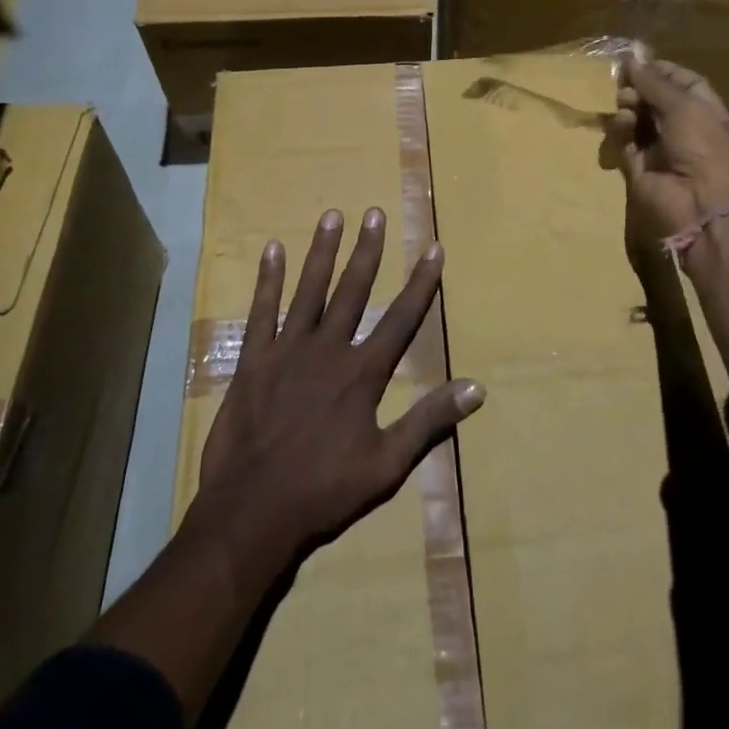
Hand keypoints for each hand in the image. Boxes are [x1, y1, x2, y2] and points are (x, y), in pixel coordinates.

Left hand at [194, 208, 485, 566]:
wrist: (252, 514)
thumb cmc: (324, 492)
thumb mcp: (387, 465)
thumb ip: (429, 421)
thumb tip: (477, 389)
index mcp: (362, 374)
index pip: (401, 318)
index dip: (421, 282)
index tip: (434, 247)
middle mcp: (328, 350)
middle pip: (353, 290)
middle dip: (367, 250)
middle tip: (375, 213)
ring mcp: (287, 351)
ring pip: (309, 290)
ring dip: (322, 251)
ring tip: (332, 215)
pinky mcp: (253, 360)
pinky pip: (261, 312)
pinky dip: (267, 280)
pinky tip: (272, 250)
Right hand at [608, 57, 728, 251]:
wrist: (702, 207)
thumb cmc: (705, 148)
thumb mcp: (685, 106)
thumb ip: (655, 82)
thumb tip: (632, 58)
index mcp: (706, 111)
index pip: (682, 83)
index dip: (660, 70)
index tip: (637, 61)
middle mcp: (684, 128)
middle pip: (655, 99)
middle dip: (639, 88)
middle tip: (624, 83)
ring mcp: (660, 149)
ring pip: (637, 118)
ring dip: (629, 106)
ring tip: (625, 106)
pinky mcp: (638, 167)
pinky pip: (624, 141)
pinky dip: (620, 130)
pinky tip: (623, 124)